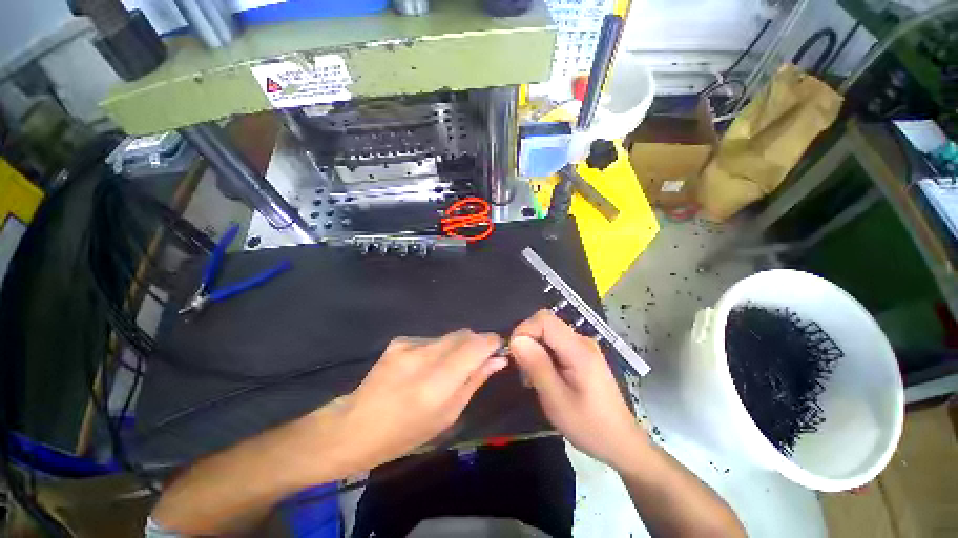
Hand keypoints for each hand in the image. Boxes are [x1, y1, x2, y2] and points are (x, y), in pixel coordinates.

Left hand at [330, 330, 506, 470]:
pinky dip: (437, 349)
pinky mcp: (400, 340)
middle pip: (464, 334)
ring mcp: (409, 345)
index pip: (476, 346)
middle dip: (476, 344)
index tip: (498, 349)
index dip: (491, 343)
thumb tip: (498, 359)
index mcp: (438, 383)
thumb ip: (474, 381)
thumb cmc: (406, 432)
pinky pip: (431, 338)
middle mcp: (424, 357)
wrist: (355, 425)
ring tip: (444, 369)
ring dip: (456, 347)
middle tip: (474, 362)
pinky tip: (423, 366)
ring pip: (449, 335)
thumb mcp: (448, 415)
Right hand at [510, 310, 648, 469]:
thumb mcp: (556, 399)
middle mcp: (582, 341)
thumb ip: (536, 366)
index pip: (544, 320)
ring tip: (532, 379)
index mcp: (579, 349)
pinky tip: (544, 378)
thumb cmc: (588, 425)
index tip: (514, 354)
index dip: (524, 330)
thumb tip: (515, 339)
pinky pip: (555, 345)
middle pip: (546, 325)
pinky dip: (543, 356)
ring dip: (534, 351)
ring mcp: (583, 347)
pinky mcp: (582, 355)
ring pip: (549, 335)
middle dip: (528, 342)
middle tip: (523, 371)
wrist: (620, 442)